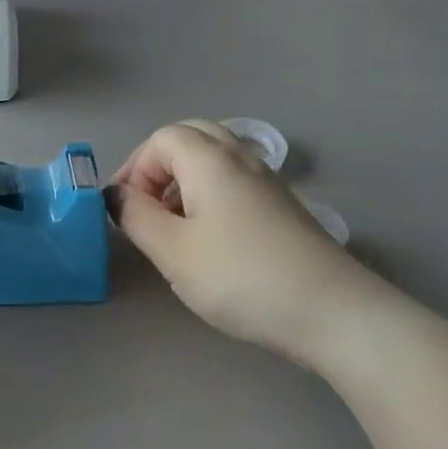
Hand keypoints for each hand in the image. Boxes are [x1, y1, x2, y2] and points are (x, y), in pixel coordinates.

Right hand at [107, 121, 363, 361]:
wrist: (331, 311)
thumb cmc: (240, 277)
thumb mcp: (173, 251)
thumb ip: (136, 216)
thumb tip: (115, 194)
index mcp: (210, 159)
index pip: (160, 139)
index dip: (134, 168)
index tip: (126, 211)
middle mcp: (241, 157)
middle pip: (190, 137)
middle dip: (158, 166)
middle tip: (145, 206)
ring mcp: (267, 180)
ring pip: (215, 157)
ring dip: (184, 179)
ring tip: (173, 225)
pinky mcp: (283, 206)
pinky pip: (235, 179)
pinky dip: (210, 193)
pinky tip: (209, 237)